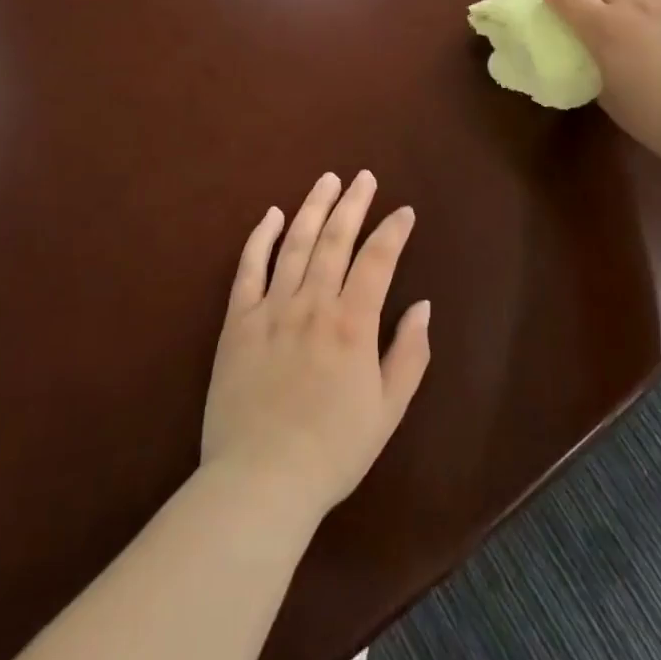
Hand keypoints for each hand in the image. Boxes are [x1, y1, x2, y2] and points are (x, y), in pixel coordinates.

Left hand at [202, 171, 431, 521]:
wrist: (260, 483)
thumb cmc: (332, 450)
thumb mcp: (387, 410)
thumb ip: (409, 354)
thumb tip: (423, 306)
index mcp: (352, 323)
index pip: (377, 259)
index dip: (393, 231)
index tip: (404, 211)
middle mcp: (313, 303)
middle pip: (335, 239)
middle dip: (353, 203)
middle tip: (364, 176)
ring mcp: (271, 308)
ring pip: (295, 243)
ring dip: (313, 207)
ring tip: (327, 180)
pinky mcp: (237, 321)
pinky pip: (248, 269)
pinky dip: (260, 238)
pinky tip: (270, 215)